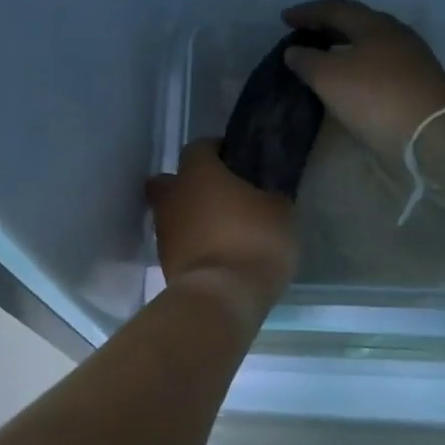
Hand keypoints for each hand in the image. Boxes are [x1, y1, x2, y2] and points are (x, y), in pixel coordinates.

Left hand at [146, 139, 298, 317]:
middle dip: (188, 185)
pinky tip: (215, 254)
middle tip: (218, 196)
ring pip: (171, 214)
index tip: (235, 161)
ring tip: (220, 231)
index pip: (199, 147)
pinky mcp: (164, 263)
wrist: (221, 297)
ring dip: (190, 218)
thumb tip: (265, 196)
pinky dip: (191, 245)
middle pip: (170, 180)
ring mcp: (164, 231)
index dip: (216, 151)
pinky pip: (177, 243)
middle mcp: (173, 196)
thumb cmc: (253, 241)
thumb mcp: (280, 212)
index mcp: (198, 172)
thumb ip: (269, 196)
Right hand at [281, 0, 444, 165]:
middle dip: (328, 26)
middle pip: (357, 23)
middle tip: (304, 33)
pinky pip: (379, 66)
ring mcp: (411, 60)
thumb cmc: (376, 97)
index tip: (284, 18)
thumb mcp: (329, 77)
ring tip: (323, 57)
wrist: (434, 134)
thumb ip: (307, 61)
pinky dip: (358, 67)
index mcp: (374, 24)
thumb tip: (294, 51)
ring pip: (370, 45)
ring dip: (344, 47)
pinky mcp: (418, 85)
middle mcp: (395, 35)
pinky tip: (349, 81)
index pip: (336, 8)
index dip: (308, 11)